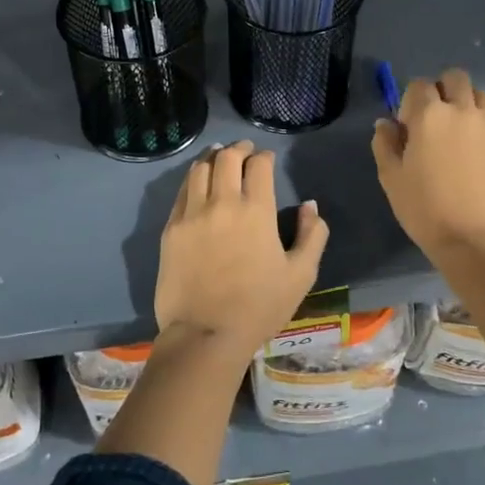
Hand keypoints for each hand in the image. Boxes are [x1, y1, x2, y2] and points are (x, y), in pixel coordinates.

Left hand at [155, 140, 330, 353]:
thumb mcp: (301, 275)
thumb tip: (310, 206)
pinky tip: (198, 182)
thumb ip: (313, 235)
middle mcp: (222, 203)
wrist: (205, 334)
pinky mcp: (171, 228)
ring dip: (213, 158)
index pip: (258, 165)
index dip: (264, 156)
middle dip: (238, 149)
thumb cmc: (259, 307)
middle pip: (226, 158)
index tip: (267, 159)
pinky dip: (193, 178)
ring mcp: (191, 214)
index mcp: (256, 211)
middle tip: (245, 150)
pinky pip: (182, 191)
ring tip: (219, 158)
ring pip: (199, 169)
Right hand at [372, 68, 484, 257]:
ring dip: (468, 103)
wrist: (473, 237)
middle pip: (455, 78)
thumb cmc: (424, 208)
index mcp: (429, 115)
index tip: (408, 126)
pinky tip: (480, 142)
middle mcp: (462, 110)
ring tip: (461, 129)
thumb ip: (385, 143)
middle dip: (443, 89)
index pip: (419, 85)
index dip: (410, 101)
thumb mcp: (391, 177)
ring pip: (480, 94)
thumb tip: (386, 123)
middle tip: (436, 118)